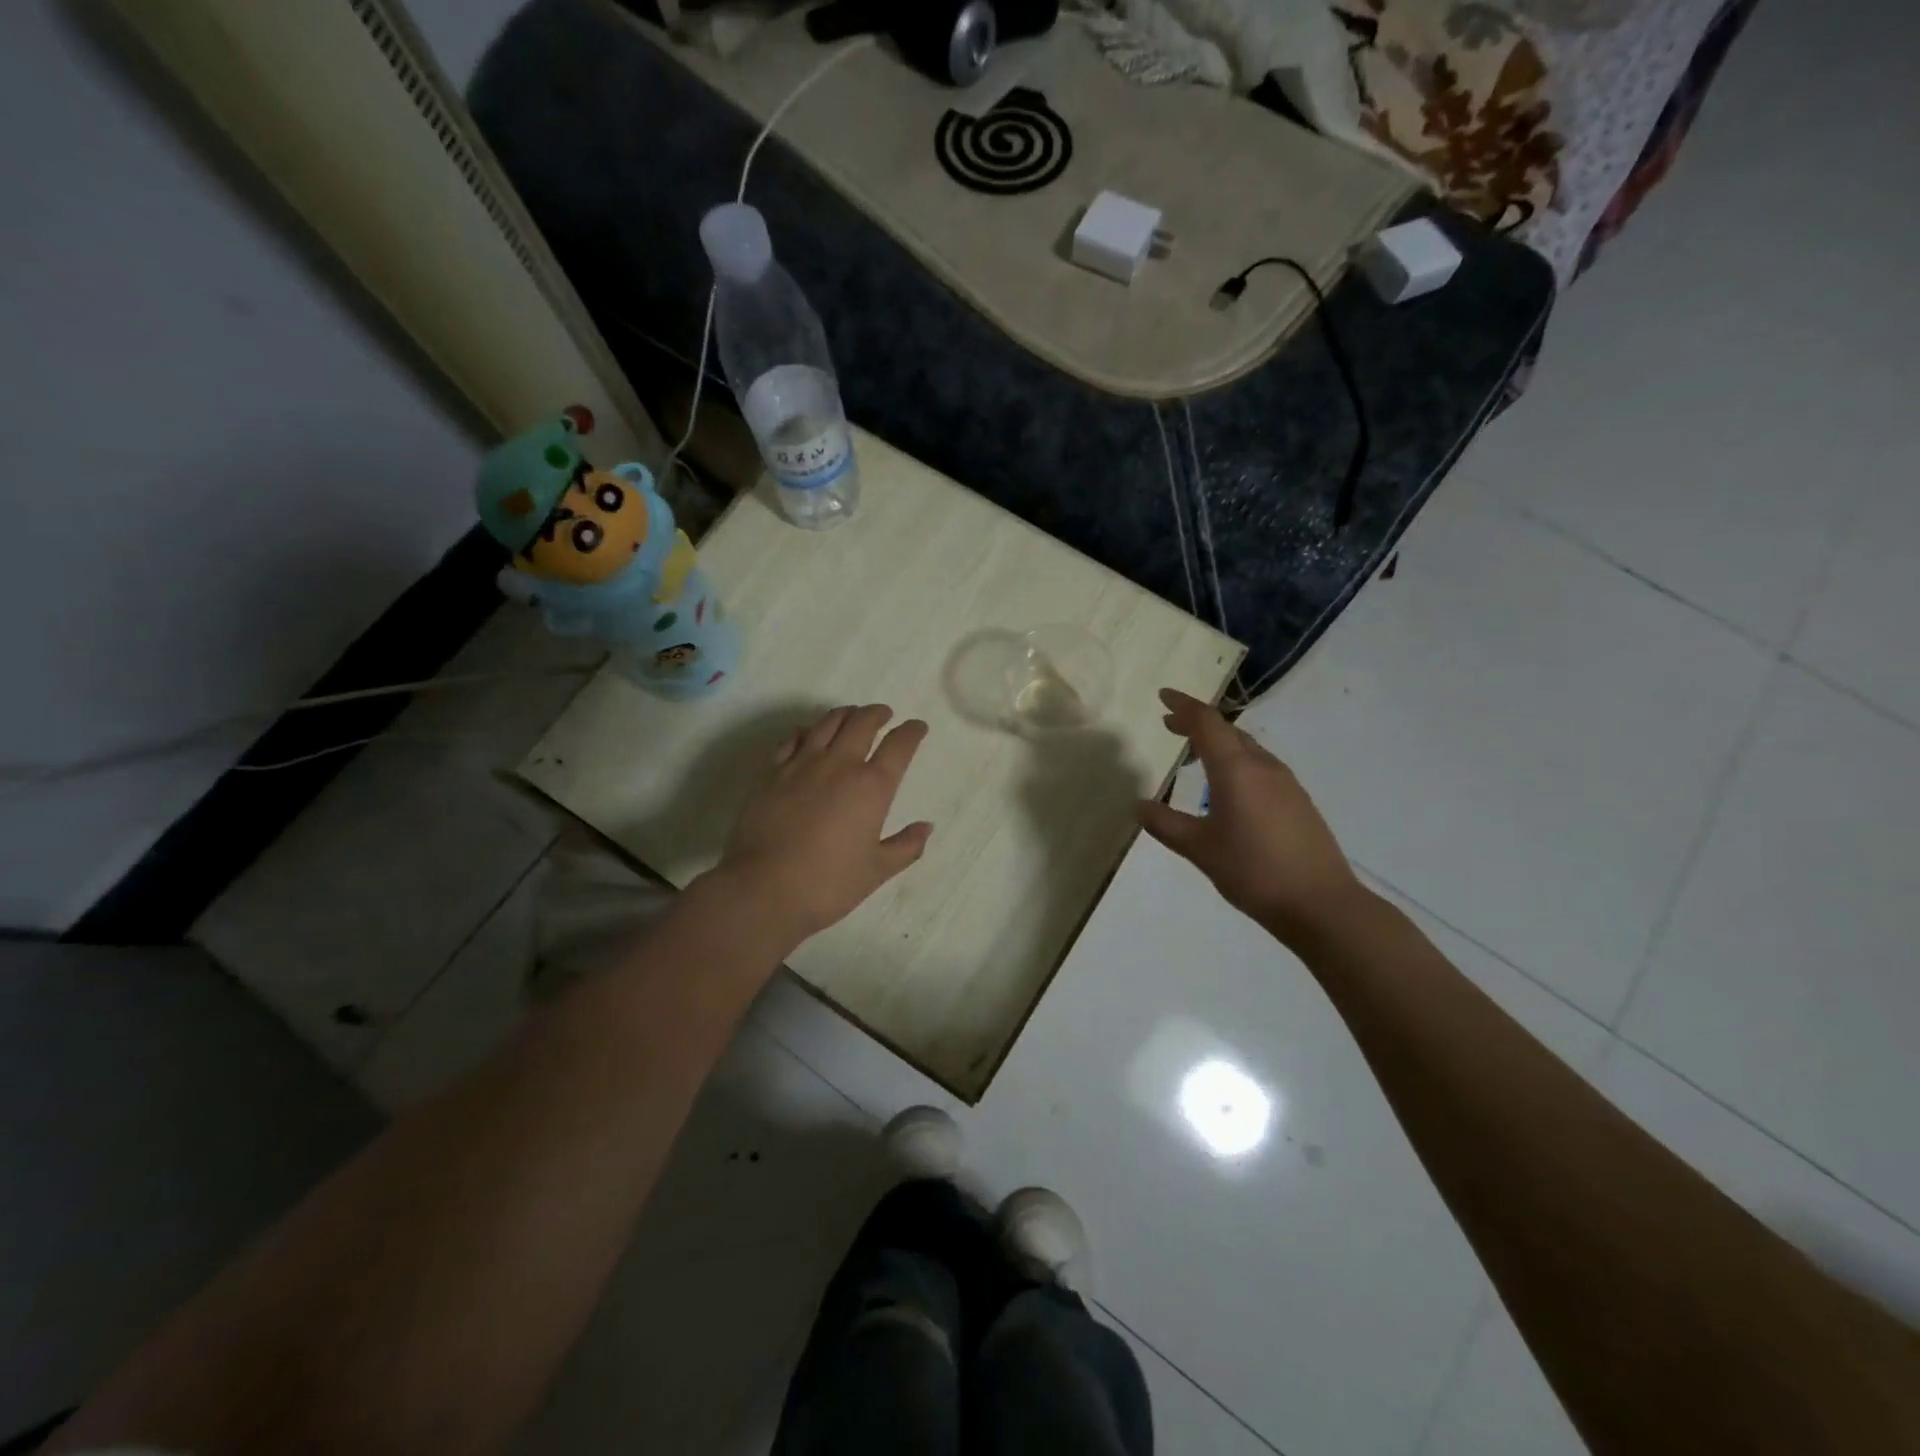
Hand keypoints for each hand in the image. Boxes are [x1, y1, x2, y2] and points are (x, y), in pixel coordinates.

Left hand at [719, 704, 933, 944]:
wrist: (764, 888)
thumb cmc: (828, 883)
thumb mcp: (877, 870)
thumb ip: (906, 846)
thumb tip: (926, 827)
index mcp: (872, 786)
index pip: (899, 745)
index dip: (912, 732)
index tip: (918, 727)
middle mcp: (840, 765)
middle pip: (862, 722)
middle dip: (878, 714)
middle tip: (885, 715)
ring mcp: (802, 764)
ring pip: (827, 722)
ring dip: (845, 714)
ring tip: (852, 715)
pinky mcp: (772, 772)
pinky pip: (793, 738)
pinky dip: (807, 730)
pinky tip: (809, 734)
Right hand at [1137, 689, 1365, 946]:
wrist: (1321, 904)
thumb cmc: (1253, 871)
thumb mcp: (1200, 849)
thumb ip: (1166, 824)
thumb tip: (1138, 805)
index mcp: (1236, 770)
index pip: (1207, 723)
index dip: (1183, 706)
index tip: (1163, 695)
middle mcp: (1263, 767)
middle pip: (1228, 731)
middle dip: (1198, 724)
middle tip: (1171, 726)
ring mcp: (1286, 783)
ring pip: (1247, 749)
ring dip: (1219, 744)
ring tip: (1195, 760)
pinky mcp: (1298, 801)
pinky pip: (1260, 768)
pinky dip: (1237, 764)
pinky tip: (1228, 791)